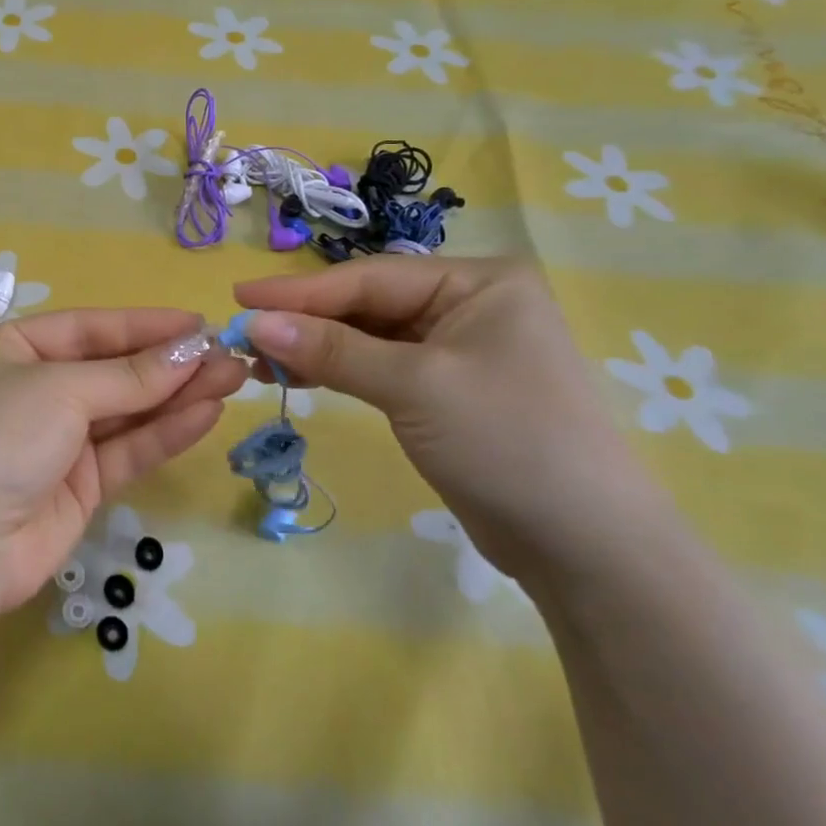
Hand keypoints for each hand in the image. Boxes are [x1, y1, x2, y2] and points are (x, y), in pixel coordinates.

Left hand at [0, 309, 246, 623]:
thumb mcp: (60, 390)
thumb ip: (129, 377)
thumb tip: (191, 350)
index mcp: (12, 349)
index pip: (89, 328)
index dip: (145, 325)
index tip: (200, 323)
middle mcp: (34, 389)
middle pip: (112, 369)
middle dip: (169, 362)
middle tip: (230, 354)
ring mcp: (56, 440)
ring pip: (127, 410)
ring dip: (177, 395)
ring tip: (234, 377)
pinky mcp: (78, 485)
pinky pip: (128, 449)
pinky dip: (165, 432)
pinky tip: (207, 413)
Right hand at [235, 258, 669, 584]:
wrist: (586, 547)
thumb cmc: (508, 442)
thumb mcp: (414, 386)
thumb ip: (332, 349)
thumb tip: (254, 322)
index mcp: (477, 281)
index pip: (369, 278)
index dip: (299, 290)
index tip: (238, 295)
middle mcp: (467, 304)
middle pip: (366, 304)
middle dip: (305, 320)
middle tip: (242, 333)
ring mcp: (456, 348)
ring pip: (367, 336)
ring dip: (315, 347)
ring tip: (259, 360)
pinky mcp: (444, 389)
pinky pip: (377, 366)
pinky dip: (338, 370)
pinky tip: (297, 375)